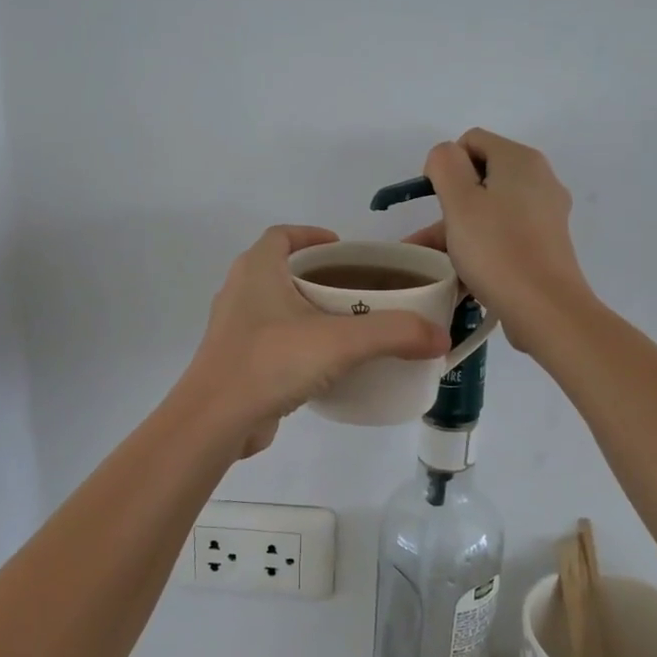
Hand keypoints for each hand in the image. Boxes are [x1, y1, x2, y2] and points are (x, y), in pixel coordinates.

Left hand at [179, 226, 446, 456]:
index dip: (312, 236)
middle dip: (318, 275)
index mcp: (257, 270)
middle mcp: (240, 292)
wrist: (215, 420)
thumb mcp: (341, 342)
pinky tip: (325, 365)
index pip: (282, 235)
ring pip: (275, 308)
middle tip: (357, 290)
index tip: (343, 249)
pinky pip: (272, 341)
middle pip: (281, 270)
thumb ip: (394, 333)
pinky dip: (297, 344)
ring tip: (347, 326)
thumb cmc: (272, 361)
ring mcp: (234, 329)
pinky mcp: (236, 362)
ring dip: (307, 311)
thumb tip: (441, 336)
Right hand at [406, 129, 595, 348]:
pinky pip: (504, 234)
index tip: (435, 201)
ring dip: (459, 231)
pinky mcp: (546, 244)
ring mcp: (546, 214)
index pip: (471, 141)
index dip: (446, 165)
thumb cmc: (497, 249)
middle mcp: (539, 179)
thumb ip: (445, 165)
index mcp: (520, 160)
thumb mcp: (459, 201)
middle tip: (429, 239)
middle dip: (449, 204)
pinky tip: (461, 275)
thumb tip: (446, 156)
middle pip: (481, 177)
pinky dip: (481, 247)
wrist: (546, 309)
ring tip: (434, 264)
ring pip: (490, 210)